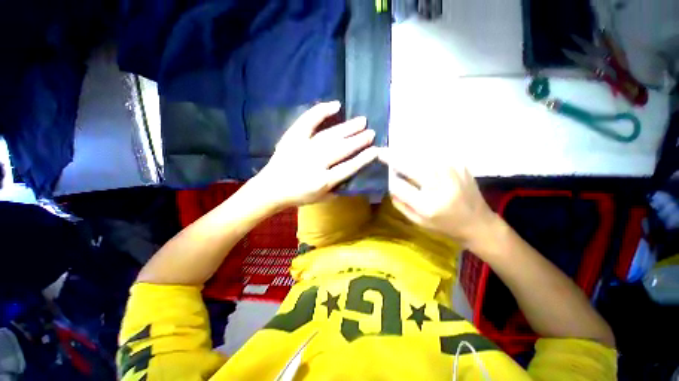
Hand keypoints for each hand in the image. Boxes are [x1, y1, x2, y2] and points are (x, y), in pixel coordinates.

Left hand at [253, 101, 377, 207]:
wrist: (270, 188)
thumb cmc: (297, 196)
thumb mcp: (320, 199)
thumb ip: (337, 189)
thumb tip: (351, 175)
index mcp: (322, 181)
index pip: (348, 168)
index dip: (363, 159)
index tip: (375, 150)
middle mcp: (315, 163)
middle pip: (341, 149)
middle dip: (359, 141)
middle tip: (371, 132)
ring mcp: (303, 147)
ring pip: (330, 135)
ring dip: (348, 128)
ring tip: (362, 121)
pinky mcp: (293, 137)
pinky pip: (308, 121)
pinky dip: (321, 111)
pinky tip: (335, 106)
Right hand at [378, 148, 496, 245]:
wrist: (478, 223)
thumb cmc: (445, 226)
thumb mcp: (418, 222)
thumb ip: (400, 203)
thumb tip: (390, 183)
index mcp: (427, 205)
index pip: (398, 186)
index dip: (388, 178)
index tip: (382, 172)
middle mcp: (440, 185)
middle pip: (410, 165)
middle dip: (392, 157)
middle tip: (381, 152)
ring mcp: (452, 172)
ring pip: (422, 155)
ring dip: (406, 152)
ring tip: (397, 151)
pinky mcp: (460, 164)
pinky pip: (435, 153)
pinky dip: (422, 152)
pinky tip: (417, 154)